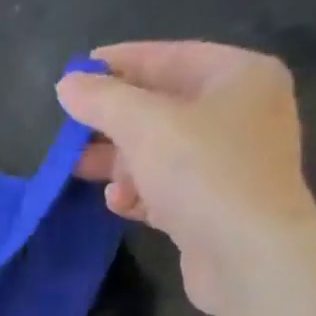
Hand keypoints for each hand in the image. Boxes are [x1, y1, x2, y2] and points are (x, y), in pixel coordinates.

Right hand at [58, 41, 315, 314]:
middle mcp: (239, 115)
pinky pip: (167, 191)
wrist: (248, 258)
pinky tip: (118, 203)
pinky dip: (140, 194)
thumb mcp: (146, 126)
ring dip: (121, 164)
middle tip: (69, 134)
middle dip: (113, 124)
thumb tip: (67, 84)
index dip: (118, 65)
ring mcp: (228, 166)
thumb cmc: (203, 175)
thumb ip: (103, 101)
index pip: (169, 57)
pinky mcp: (213, 210)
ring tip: (81, 171)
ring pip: (161, 154)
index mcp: (239, 76)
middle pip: (162, 109)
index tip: (74, 75)